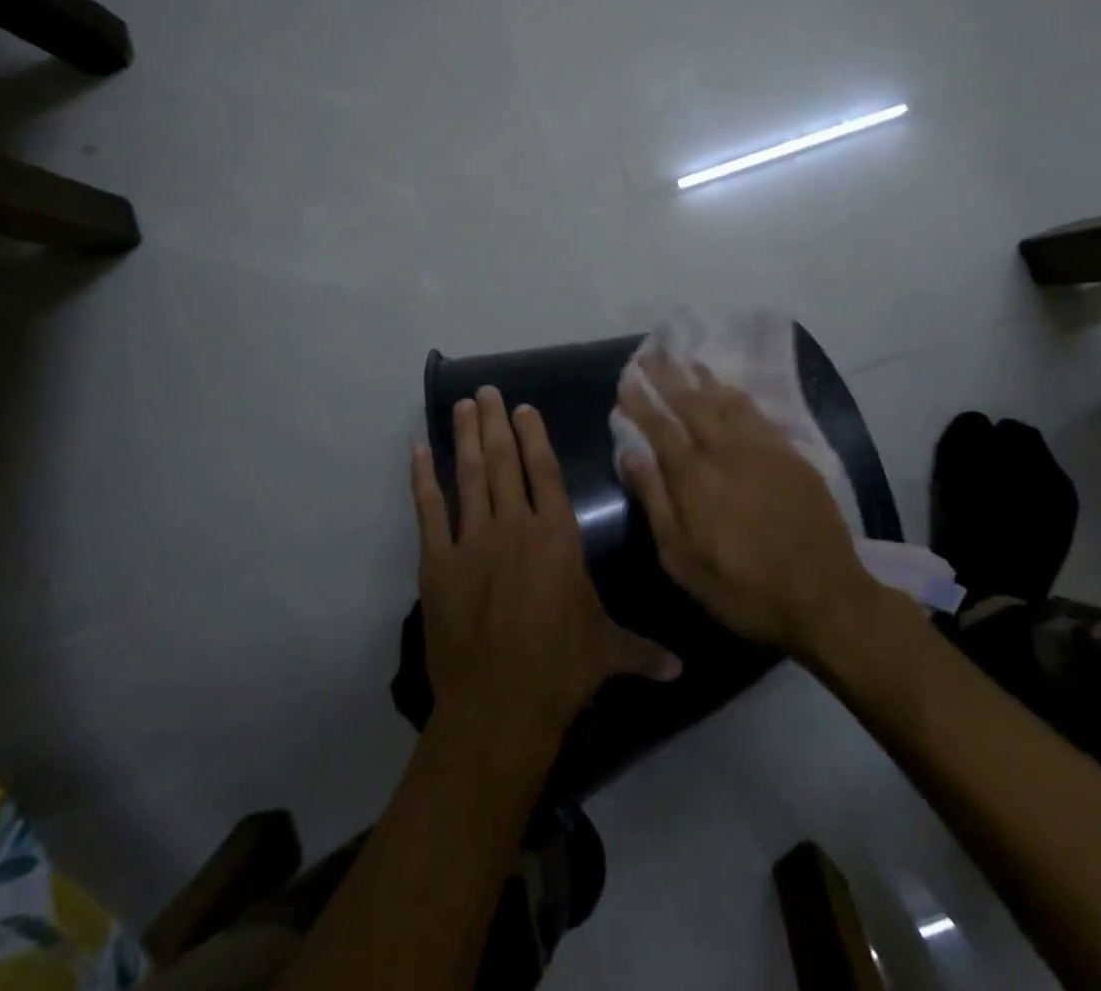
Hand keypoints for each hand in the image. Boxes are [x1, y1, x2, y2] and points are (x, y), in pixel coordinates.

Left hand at [412, 387, 680, 749]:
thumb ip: (642, 650)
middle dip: (496, 423)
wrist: (499, 708)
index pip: (545, 472)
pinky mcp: (437, 563)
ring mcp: (472, 541)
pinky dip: (423, 479)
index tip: (524, 409)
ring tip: (462, 406)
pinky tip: (419, 452)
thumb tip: (682, 669)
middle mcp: (515, 526)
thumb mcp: (607, 652)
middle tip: (486, 391)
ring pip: (468, 475)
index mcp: (556, 536)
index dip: (535, 436)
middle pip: (504, 461)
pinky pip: (428, 510)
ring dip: (466, 437)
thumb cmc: (560, 671)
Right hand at [617, 354, 881, 661]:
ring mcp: (762, 449)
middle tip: (651, 354)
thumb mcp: (682, 559)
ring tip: (686, 360)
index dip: (641, 402)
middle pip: (691, 403)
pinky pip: (757, 413)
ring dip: (703, 378)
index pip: (660, 427)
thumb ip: (655, 501)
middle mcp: (726, 451)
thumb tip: (630, 454)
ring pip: (726, 401)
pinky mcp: (790, 455)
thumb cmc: (742, 587)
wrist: (823, 595)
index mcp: (694, 477)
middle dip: (668, 376)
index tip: (627, 380)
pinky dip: (738, 395)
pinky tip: (730, 389)